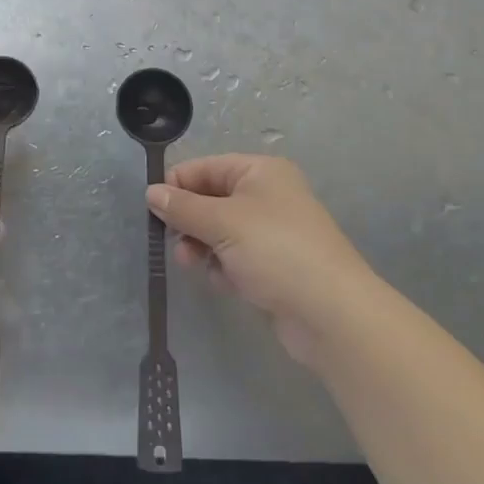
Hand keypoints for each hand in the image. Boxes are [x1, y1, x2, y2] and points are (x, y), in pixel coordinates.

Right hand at [148, 154, 368, 367]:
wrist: (332, 315)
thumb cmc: (275, 251)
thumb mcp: (222, 222)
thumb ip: (182, 207)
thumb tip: (151, 192)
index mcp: (260, 172)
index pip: (206, 167)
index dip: (177, 185)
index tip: (152, 209)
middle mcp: (267, 196)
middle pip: (211, 199)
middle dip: (189, 221)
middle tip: (173, 242)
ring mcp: (272, 233)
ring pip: (220, 231)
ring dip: (202, 246)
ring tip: (191, 265)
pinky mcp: (274, 267)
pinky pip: (235, 258)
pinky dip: (224, 267)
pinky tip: (224, 283)